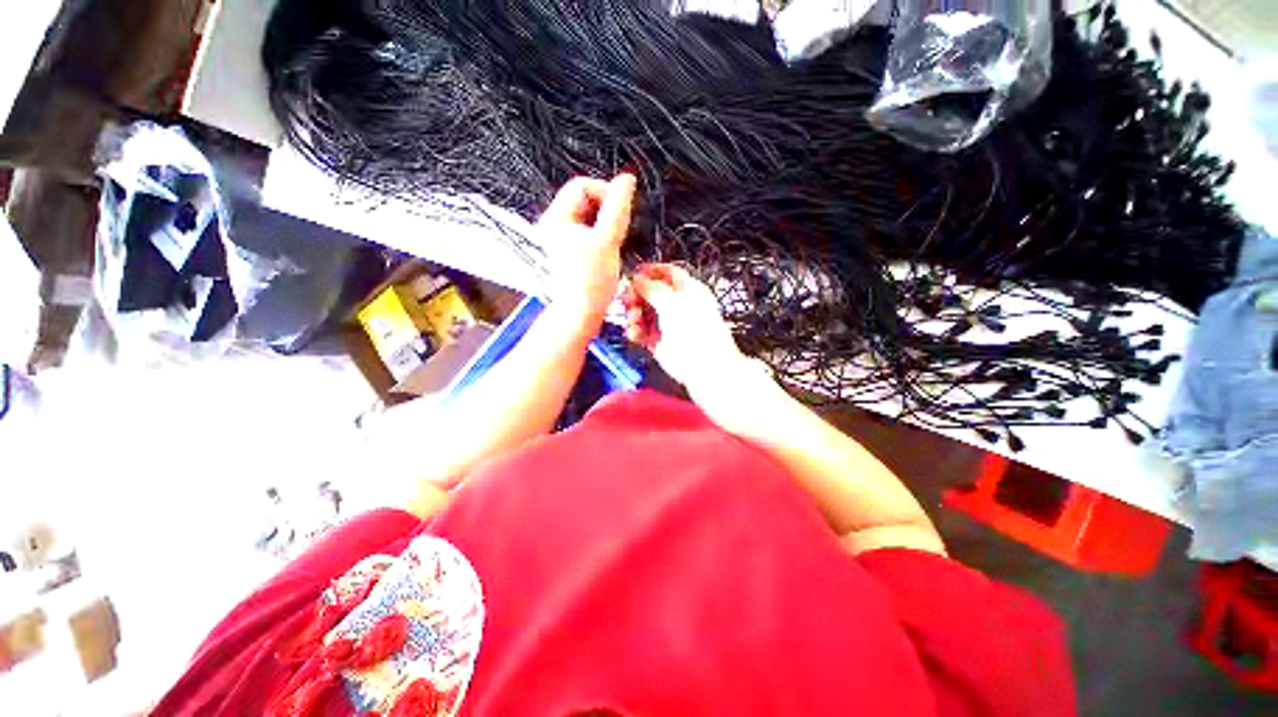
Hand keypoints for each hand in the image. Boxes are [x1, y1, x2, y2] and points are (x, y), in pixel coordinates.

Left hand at [537, 174, 635, 332]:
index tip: (622, 212)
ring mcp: (560, 240)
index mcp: (555, 218)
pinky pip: (587, 232)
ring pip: (588, 217)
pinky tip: (608, 251)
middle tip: (618, 230)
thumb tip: (627, 180)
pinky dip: (601, 236)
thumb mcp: (608, 241)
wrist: (580, 314)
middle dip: (605, 210)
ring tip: (614, 243)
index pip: (581, 186)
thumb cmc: (591, 282)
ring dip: (605, 224)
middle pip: (584, 200)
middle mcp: (553, 225)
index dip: (605, 192)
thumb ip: (618, 208)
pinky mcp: (569, 252)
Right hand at [624, 264, 765, 407]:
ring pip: (643, 312)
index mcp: (689, 290)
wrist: (704, 366)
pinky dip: (635, 331)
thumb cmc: (695, 330)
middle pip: (651, 293)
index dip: (650, 271)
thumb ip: (652, 288)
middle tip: (628, 300)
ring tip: (633, 320)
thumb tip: (636, 279)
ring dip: (633, 314)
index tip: (634, 274)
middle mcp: (678, 305)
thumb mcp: (672, 302)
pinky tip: (634, 334)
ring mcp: (668, 324)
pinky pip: (641, 332)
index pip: (668, 273)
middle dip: (636, 295)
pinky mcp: (658, 342)